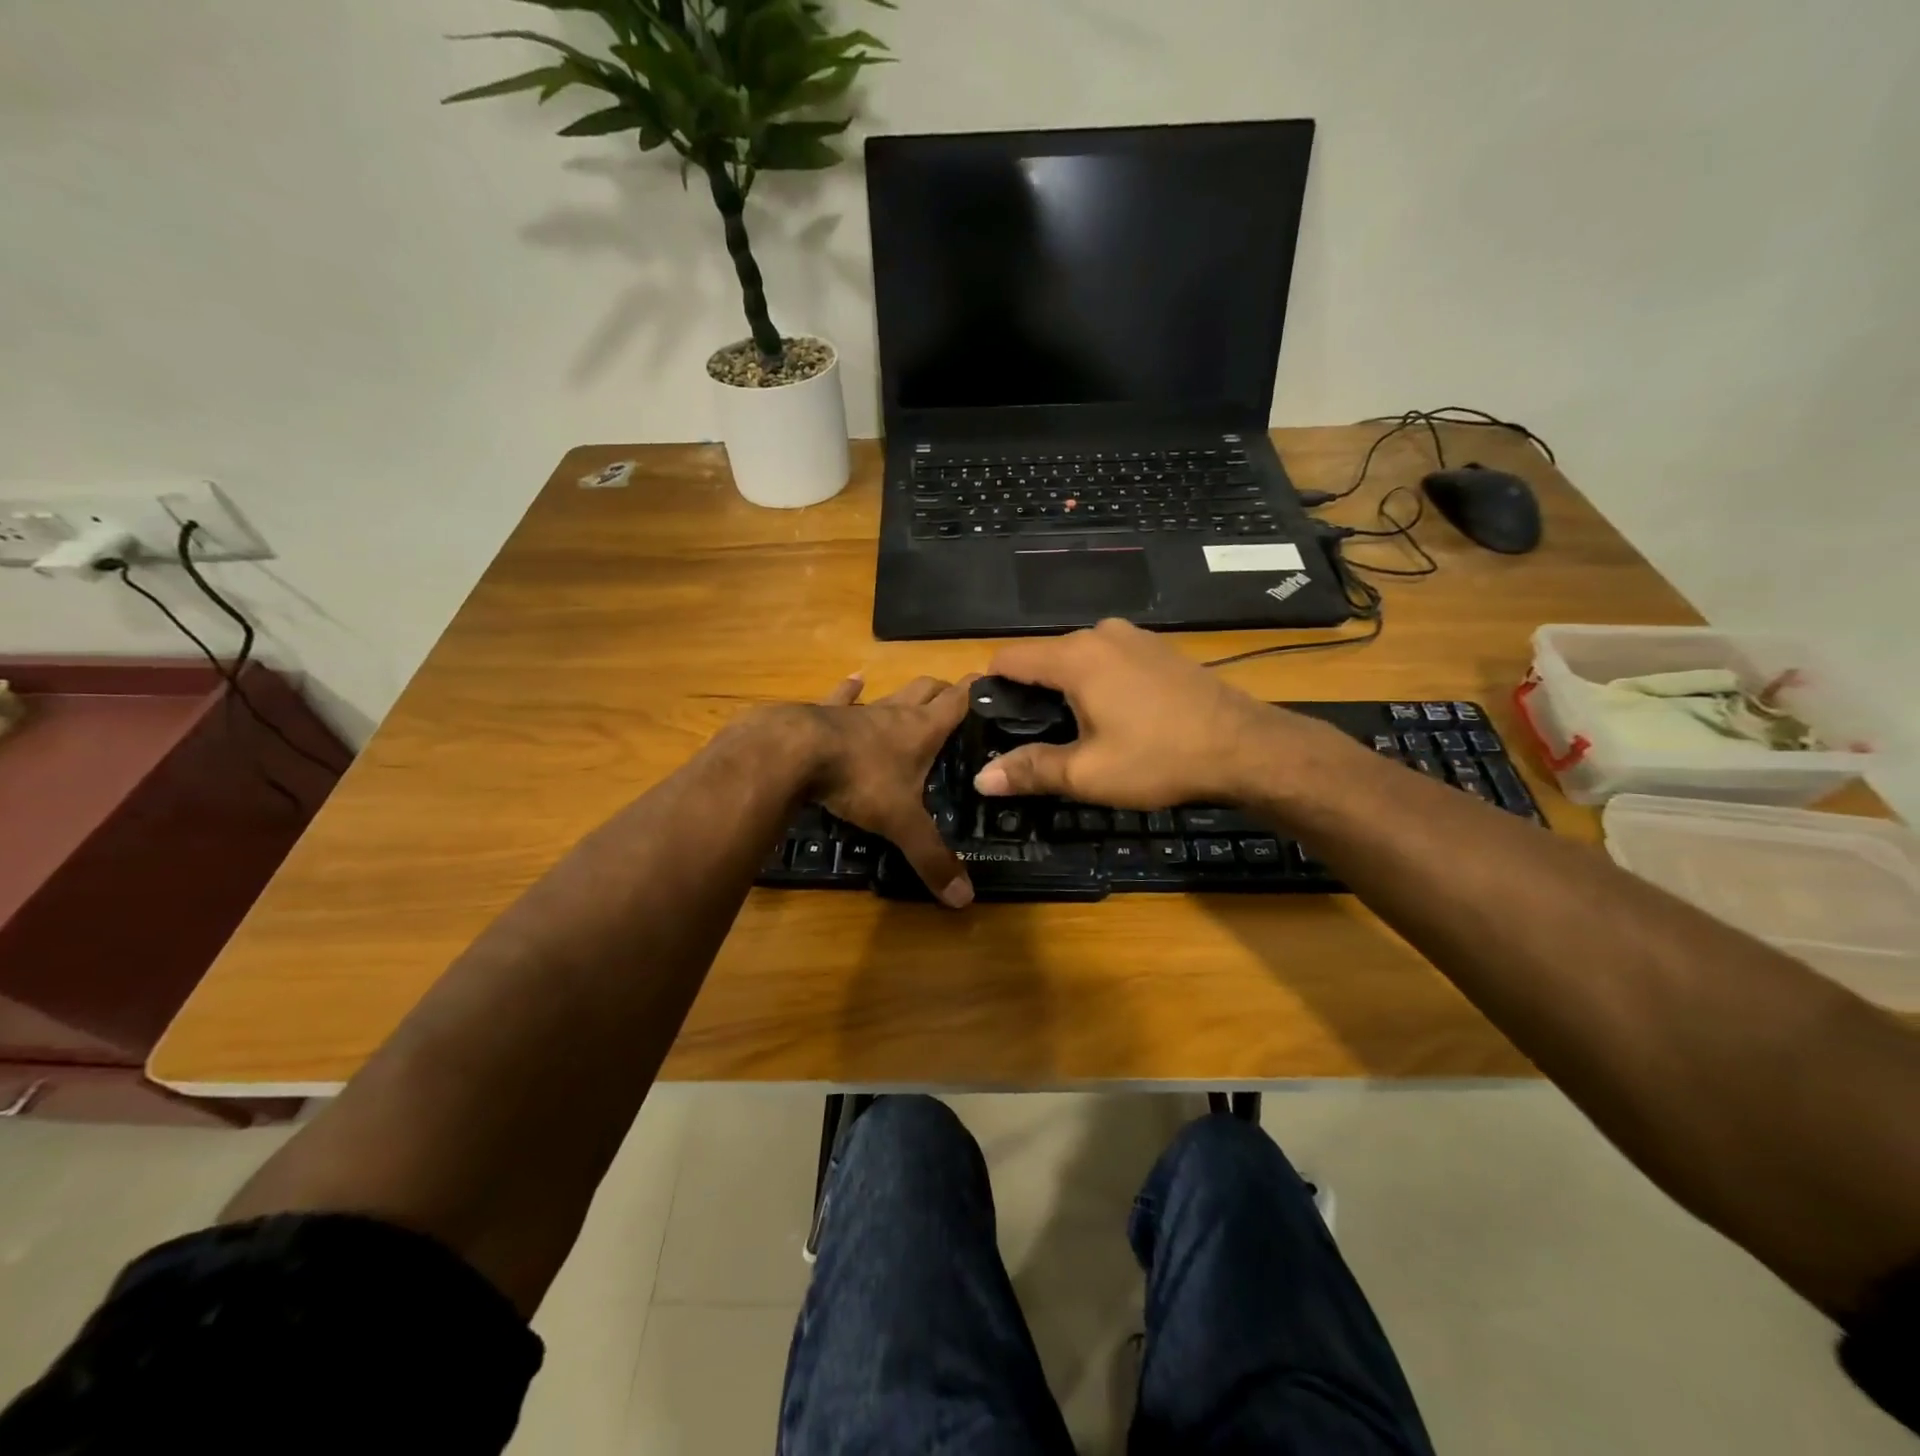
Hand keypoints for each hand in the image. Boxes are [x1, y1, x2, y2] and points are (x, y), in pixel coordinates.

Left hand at [805, 673, 974, 907]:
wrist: (792, 753)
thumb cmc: (858, 780)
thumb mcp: (900, 823)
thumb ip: (931, 858)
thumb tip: (964, 900)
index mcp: (922, 730)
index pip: (959, 700)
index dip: (978, 690)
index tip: (995, 683)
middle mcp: (895, 712)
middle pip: (927, 689)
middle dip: (944, 691)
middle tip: (957, 703)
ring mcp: (859, 711)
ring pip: (890, 693)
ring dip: (904, 694)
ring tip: (916, 695)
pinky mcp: (824, 714)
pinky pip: (842, 697)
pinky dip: (850, 691)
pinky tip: (854, 681)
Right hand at [973, 619, 1305, 808]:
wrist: (1246, 747)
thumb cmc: (1160, 758)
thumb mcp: (1088, 773)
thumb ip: (1030, 770)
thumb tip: (982, 779)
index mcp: (1075, 656)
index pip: (1008, 658)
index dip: (991, 689)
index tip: (992, 724)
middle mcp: (1100, 634)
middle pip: (1043, 657)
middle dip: (1031, 694)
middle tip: (1035, 740)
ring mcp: (1134, 637)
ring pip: (1078, 659)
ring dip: (1067, 690)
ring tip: (1078, 733)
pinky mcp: (1159, 649)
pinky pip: (1110, 660)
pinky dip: (1099, 683)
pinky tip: (1117, 717)